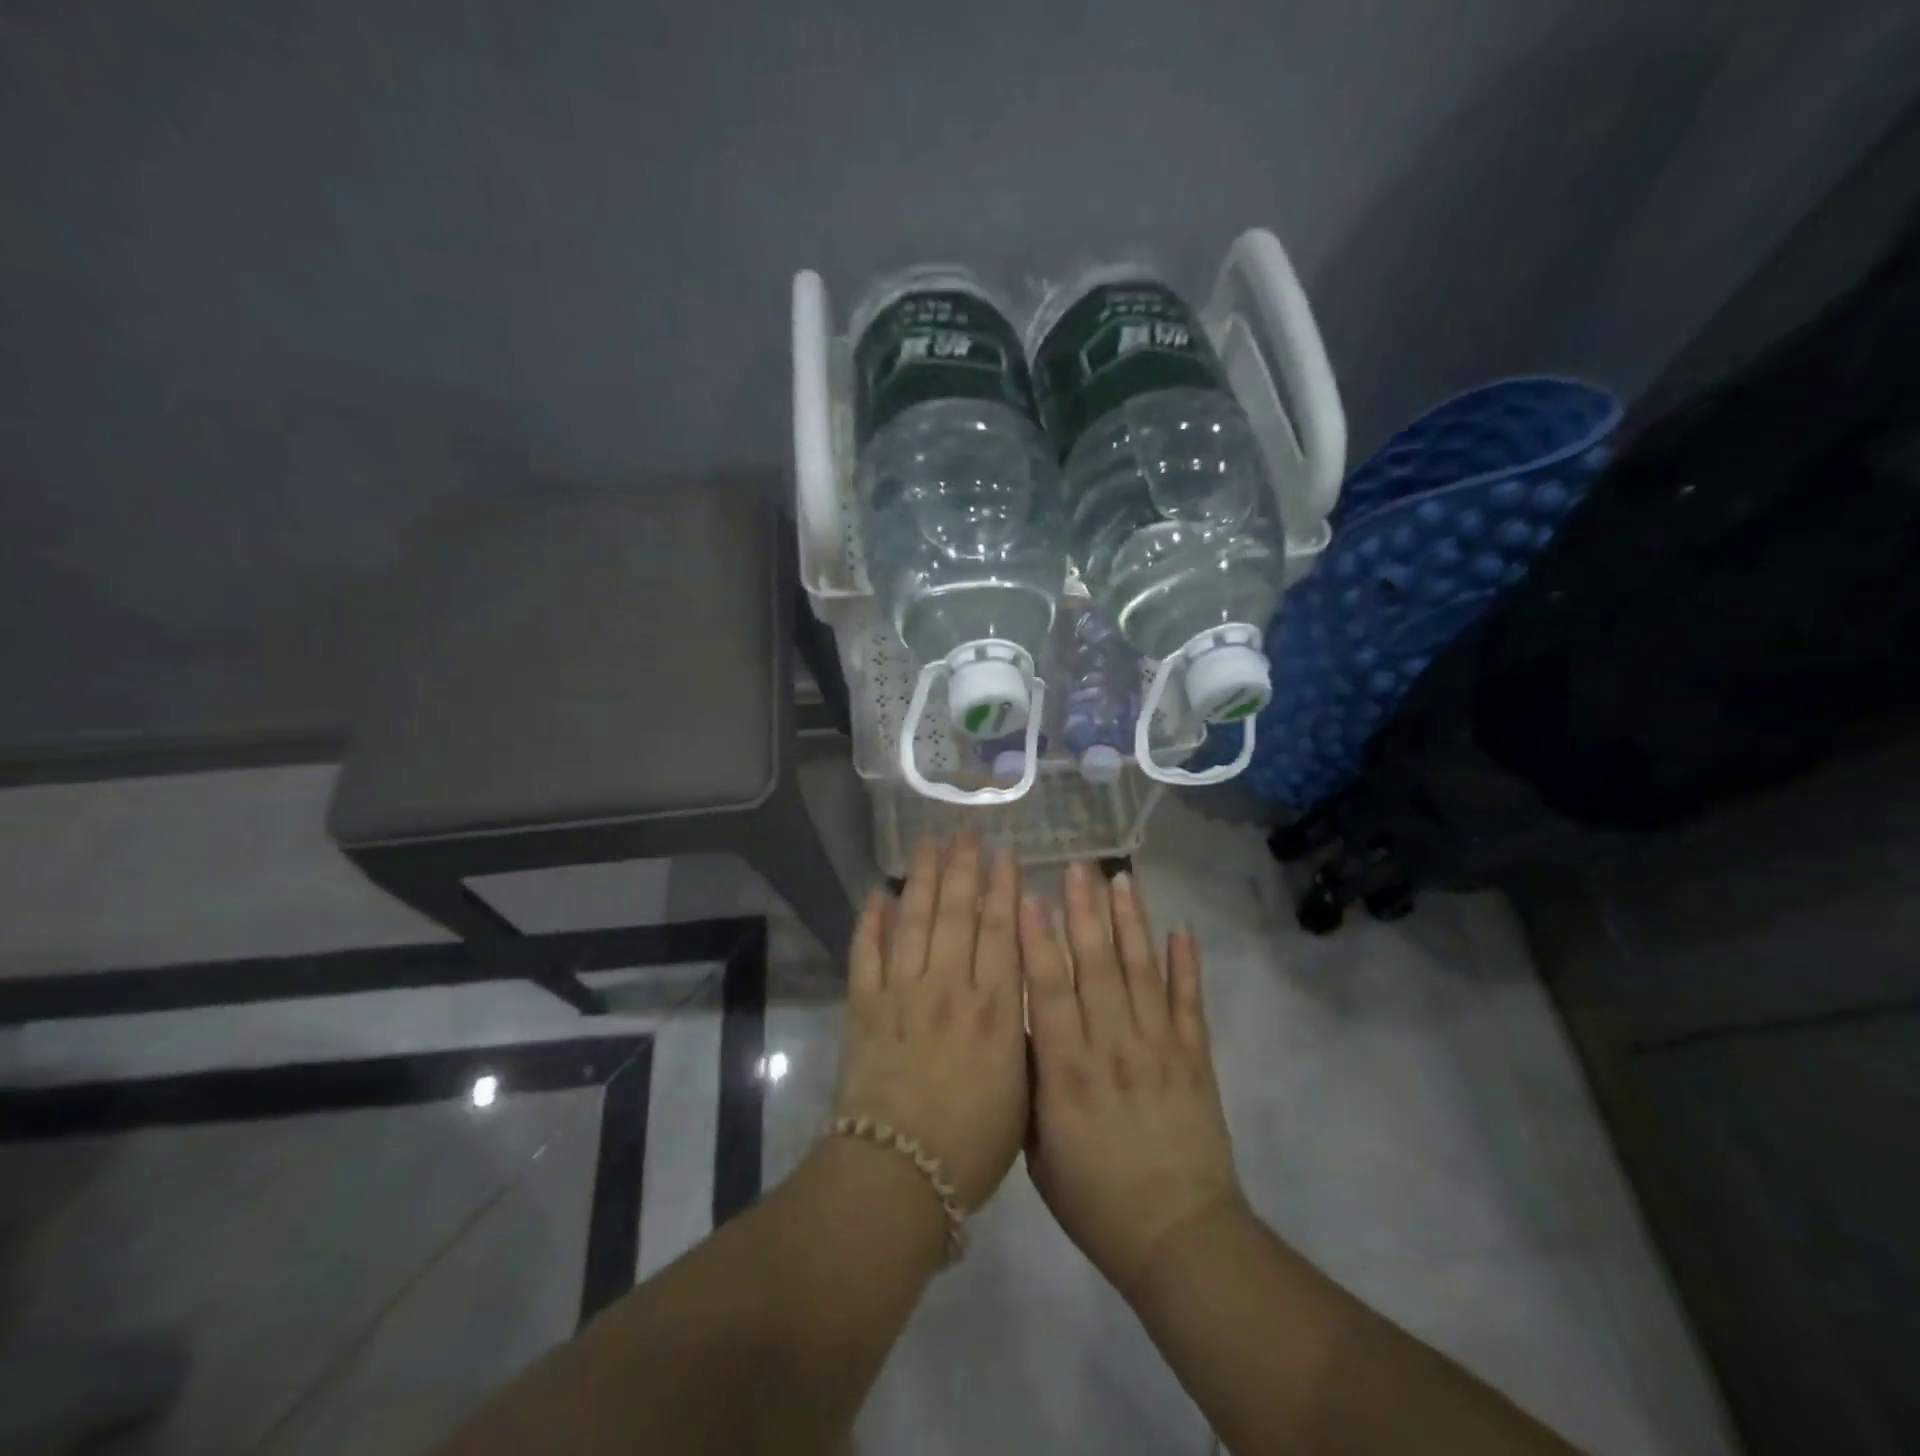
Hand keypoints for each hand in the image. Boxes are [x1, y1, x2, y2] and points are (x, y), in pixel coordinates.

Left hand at [832, 834, 1029, 1212]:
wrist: (899, 1173)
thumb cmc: (974, 1142)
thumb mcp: (1022, 1088)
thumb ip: (1022, 1031)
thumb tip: (1021, 988)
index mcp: (992, 1005)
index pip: (1000, 930)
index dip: (1004, 887)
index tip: (1006, 852)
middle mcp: (948, 985)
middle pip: (957, 912)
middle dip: (964, 867)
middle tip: (966, 831)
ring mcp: (902, 992)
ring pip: (914, 920)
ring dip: (921, 878)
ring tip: (926, 843)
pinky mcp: (864, 1007)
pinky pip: (866, 954)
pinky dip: (871, 922)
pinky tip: (878, 893)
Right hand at [1021, 861, 1242, 1296]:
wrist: (1179, 1238)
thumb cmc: (1095, 1200)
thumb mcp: (1039, 1151)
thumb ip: (1030, 1084)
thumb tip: (1020, 1026)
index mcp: (1068, 1072)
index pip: (1049, 991)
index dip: (1039, 941)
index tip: (1030, 897)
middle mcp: (1113, 1047)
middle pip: (1096, 967)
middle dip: (1085, 912)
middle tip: (1077, 865)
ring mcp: (1160, 1049)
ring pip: (1141, 973)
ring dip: (1131, 924)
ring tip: (1122, 880)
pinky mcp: (1196, 1059)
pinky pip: (1190, 1004)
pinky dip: (1186, 966)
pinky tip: (1182, 930)